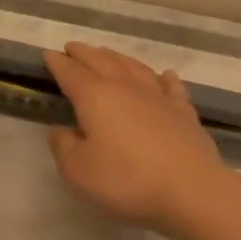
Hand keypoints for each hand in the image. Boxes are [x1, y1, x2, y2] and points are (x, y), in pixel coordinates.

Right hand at [43, 42, 225, 229]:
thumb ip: (63, 147)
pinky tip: (165, 74)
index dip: (57, 63)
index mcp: (94, 96)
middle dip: (83, 53)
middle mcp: (125, 87)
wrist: (192, 191)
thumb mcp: (78, 172)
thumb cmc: (127, 181)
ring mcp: (158, 96)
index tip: (48, 54)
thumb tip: (60, 130)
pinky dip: (164, 78)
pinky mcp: (184, 112)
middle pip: (100, 61)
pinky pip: (171, 86)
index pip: (70, 72)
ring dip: (116, 58)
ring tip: (106, 54)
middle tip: (72, 48)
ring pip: (133, 67)